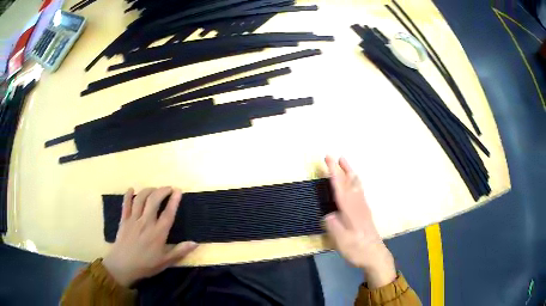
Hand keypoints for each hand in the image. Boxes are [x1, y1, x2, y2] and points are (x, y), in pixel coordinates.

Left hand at [103, 187, 197, 286]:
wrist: (123, 266)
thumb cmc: (146, 265)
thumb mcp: (166, 262)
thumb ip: (180, 251)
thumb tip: (195, 243)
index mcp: (158, 233)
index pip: (168, 213)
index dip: (174, 201)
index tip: (178, 191)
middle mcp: (146, 222)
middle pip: (154, 201)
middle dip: (162, 191)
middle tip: (168, 188)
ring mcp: (133, 220)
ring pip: (140, 199)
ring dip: (148, 190)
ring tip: (154, 189)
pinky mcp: (123, 220)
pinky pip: (126, 204)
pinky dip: (128, 195)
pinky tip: (131, 189)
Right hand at [323, 156, 395, 288]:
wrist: (375, 256)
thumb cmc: (357, 250)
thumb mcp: (342, 241)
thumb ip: (334, 226)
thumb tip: (328, 215)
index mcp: (350, 211)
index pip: (340, 187)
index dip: (334, 172)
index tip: (329, 159)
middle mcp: (358, 206)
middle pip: (350, 183)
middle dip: (343, 169)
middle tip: (337, 156)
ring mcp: (363, 209)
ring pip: (357, 186)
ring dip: (351, 173)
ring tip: (346, 165)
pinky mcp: (366, 213)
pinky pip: (360, 192)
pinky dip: (356, 183)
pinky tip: (356, 185)